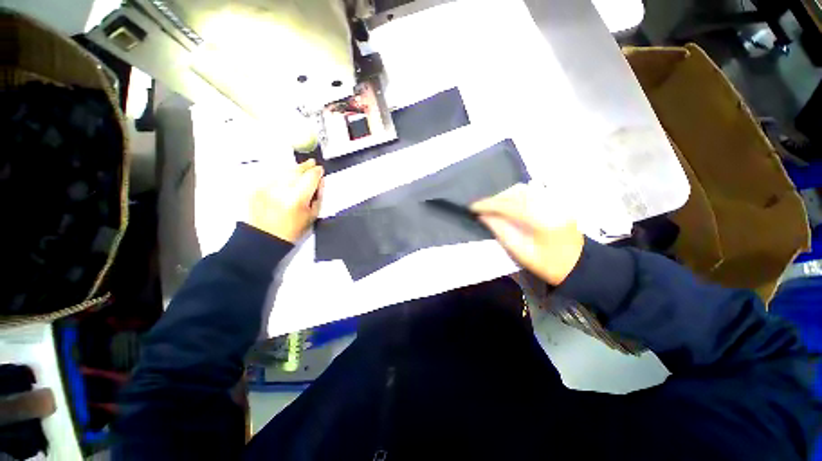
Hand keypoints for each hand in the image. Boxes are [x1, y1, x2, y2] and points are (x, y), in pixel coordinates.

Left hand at [246, 159, 323, 242]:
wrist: (264, 237)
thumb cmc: (293, 229)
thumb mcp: (312, 215)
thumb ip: (318, 196)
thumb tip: (320, 181)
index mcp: (297, 199)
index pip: (310, 177)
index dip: (317, 171)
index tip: (320, 169)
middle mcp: (281, 189)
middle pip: (296, 170)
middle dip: (305, 166)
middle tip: (311, 163)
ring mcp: (266, 187)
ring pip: (283, 170)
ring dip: (293, 169)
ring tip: (299, 169)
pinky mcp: (256, 187)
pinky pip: (272, 175)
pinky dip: (280, 174)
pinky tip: (285, 179)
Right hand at [471, 183, 584, 285]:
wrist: (580, 266)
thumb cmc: (550, 265)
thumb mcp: (522, 253)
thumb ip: (502, 232)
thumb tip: (483, 216)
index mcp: (543, 221)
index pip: (510, 205)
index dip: (489, 205)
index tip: (472, 207)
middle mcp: (550, 205)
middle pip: (516, 193)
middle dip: (496, 199)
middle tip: (482, 209)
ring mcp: (556, 201)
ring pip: (524, 189)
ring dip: (505, 196)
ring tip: (494, 207)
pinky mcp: (556, 201)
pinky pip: (531, 192)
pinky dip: (515, 196)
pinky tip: (509, 205)